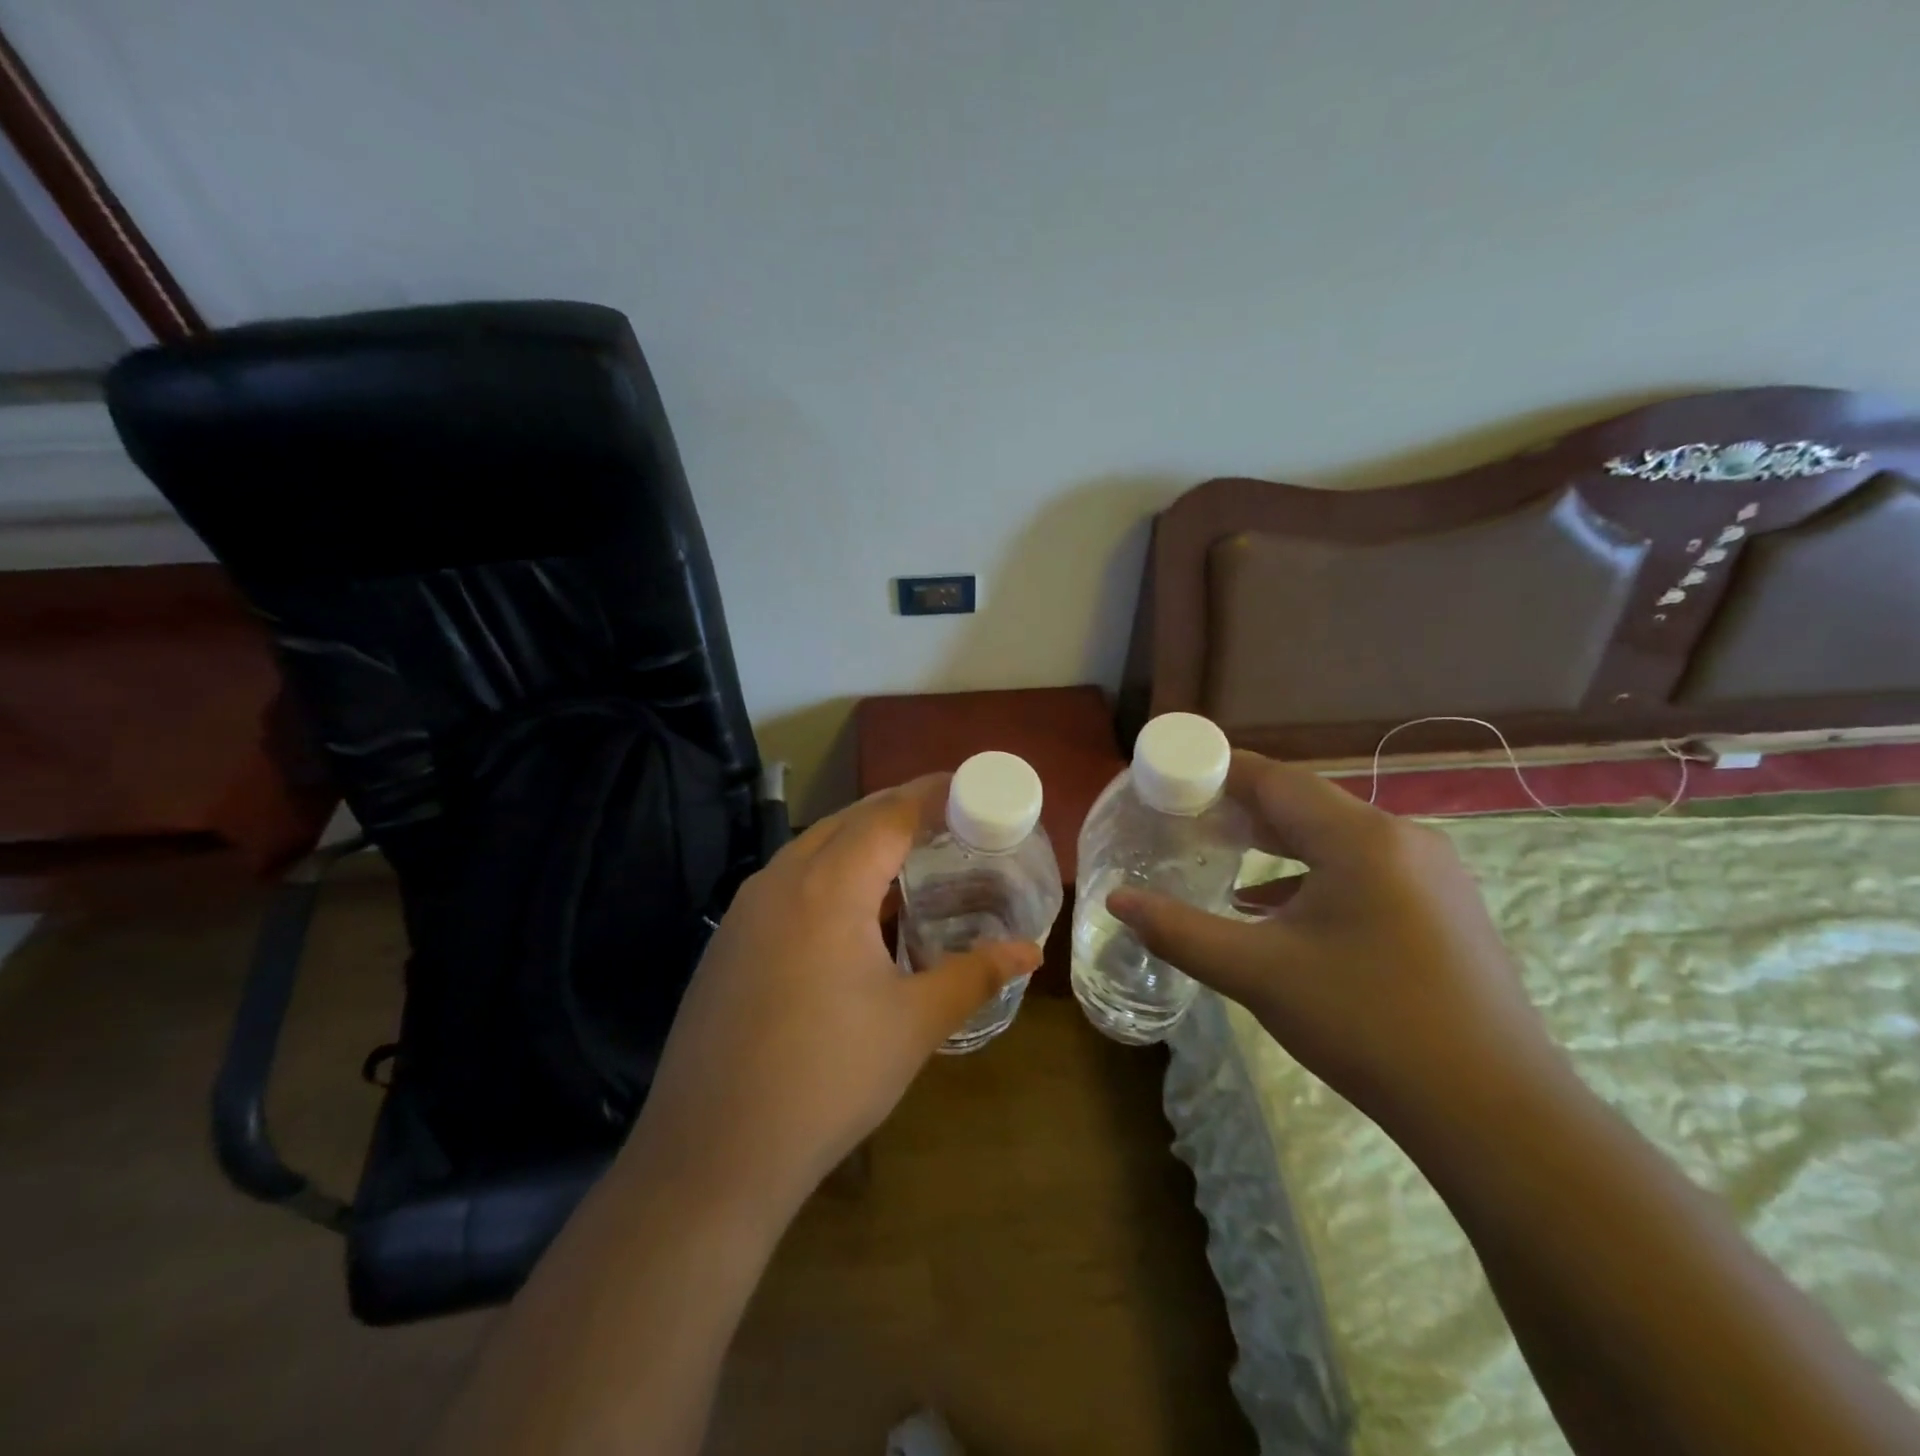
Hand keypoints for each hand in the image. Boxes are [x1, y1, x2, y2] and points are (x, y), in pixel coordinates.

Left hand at [621, 774, 1040, 1211]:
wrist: (712, 1155)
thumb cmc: (827, 1080)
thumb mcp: (913, 1025)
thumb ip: (974, 975)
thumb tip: (1029, 952)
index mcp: (828, 886)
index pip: (889, 814)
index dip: (933, 793)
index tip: (971, 786)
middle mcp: (781, 879)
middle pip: (849, 820)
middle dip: (900, 810)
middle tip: (949, 821)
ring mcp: (745, 909)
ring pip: (812, 848)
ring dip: (861, 842)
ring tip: (907, 861)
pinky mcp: (728, 940)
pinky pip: (788, 881)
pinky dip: (829, 874)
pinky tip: (851, 916)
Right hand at [1108, 751, 1566, 1126]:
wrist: (1495, 1112)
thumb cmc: (1367, 1024)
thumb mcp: (1259, 974)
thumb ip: (1180, 931)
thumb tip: (1117, 902)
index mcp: (1361, 838)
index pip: (1276, 779)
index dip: (1219, 773)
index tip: (1172, 779)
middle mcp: (1402, 838)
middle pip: (1306, 804)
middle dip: (1243, 809)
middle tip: (1186, 818)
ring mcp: (1431, 873)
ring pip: (1337, 838)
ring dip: (1278, 844)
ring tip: (1223, 855)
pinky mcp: (1443, 908)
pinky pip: (1364, 870)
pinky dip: (1313, 877)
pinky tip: (1277, 909)